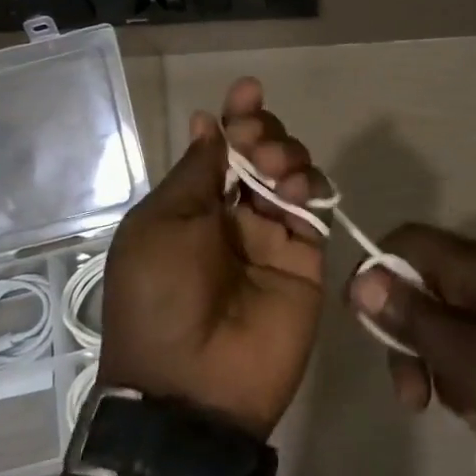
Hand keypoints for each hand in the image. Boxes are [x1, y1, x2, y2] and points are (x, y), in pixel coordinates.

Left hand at [100, 78, 325, 438]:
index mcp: (191, 208)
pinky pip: (315, 210)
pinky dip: (311, 187)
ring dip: (286, 154)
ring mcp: (272, 238)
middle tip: (256, 138)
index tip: (248, 89)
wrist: (192, 385)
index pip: (220, 149)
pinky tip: (295, 187)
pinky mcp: (305, 259)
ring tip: (274, 167)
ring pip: (292, 174)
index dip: (235, 117)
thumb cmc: (159, 297)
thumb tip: (206, 122)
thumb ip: (194, 173)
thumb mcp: (160, 226)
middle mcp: (233, 217)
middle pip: (260, 155)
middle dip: (262, 131)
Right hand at [348, 225, 475, 475]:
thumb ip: (412, 317)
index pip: (408, 241)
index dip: (375, 271)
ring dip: (439, 364)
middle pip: (424, 286)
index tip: (362, 321)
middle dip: (409, 337)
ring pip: (447, 320)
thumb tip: (361, 279)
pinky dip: (469, 374)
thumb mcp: (467, 359)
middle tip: (413, 396)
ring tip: (461, 409)